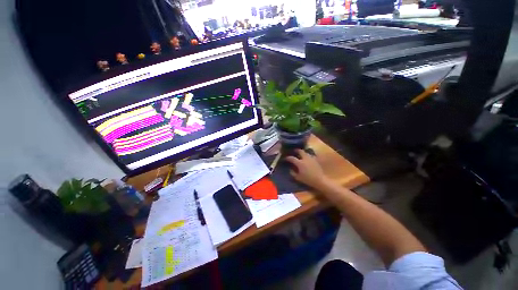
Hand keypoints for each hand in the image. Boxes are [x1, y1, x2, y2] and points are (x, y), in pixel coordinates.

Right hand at [284, 149, 329, 188]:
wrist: (320, 180)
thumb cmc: (308, 179)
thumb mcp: (298, 178)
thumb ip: (293, 173)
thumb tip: (290, 169)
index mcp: (300, 163)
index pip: (292, 158)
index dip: (287, 158)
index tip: (285, 158)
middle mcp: (305, 158)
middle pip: (300, 151)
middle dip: (296, 150)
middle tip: (293, 152)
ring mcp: (311, 158)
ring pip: (306, 152)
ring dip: (302, 152)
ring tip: (300, 155)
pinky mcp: (316, 160)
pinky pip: (310, 155)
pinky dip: (307, 156)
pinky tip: (307, 158)